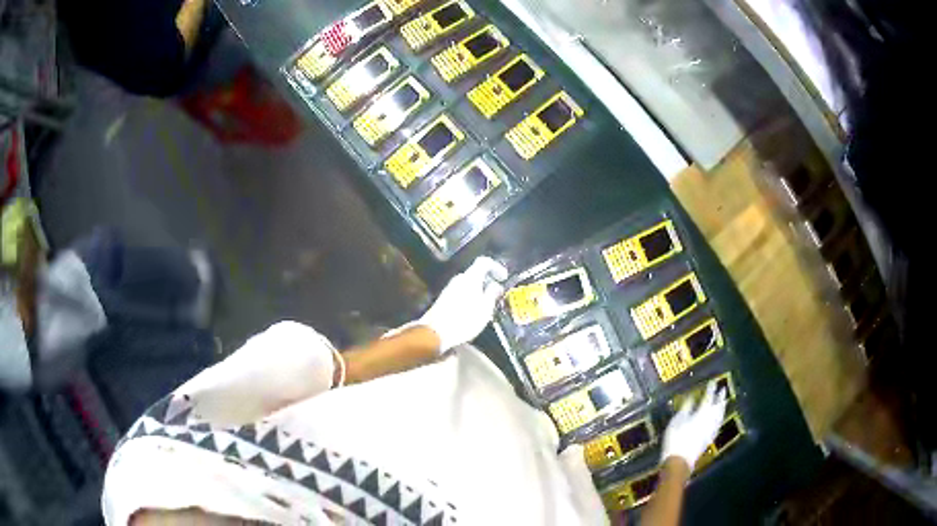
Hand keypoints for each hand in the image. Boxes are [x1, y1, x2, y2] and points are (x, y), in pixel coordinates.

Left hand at [419, 256, 508, 351]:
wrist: (435, 332)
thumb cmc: (464, 320)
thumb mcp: (485, 309)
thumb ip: (492, 294)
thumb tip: (496, 285)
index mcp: (470, 278)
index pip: (484, 262)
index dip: (496, 267)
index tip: (503, 278)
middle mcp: (459, 279)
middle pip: (476, 273)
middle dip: (487, 282)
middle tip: (496, 294)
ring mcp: (449, 288)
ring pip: (468, 284)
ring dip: (479, 291)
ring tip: (486, 306)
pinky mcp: (444, 298)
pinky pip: (461, 292)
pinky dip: (470, 297)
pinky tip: (473, 311)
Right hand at [660, 382, 727, 470]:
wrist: (680, 460)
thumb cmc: (676, 439)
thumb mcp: (677, 421)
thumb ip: (686, 408)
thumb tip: (692, 398)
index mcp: (702, 413)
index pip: (709, 398)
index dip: (711, 389)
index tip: (713, 381)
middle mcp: (710, 420)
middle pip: (718, 407)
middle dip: (721, 397)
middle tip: (723, 389)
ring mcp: (711, 430)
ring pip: (720, 416)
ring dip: (722, 408)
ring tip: (723, 402)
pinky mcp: (709, 439)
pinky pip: (718, 425)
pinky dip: (719, 419)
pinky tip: (718, 420)